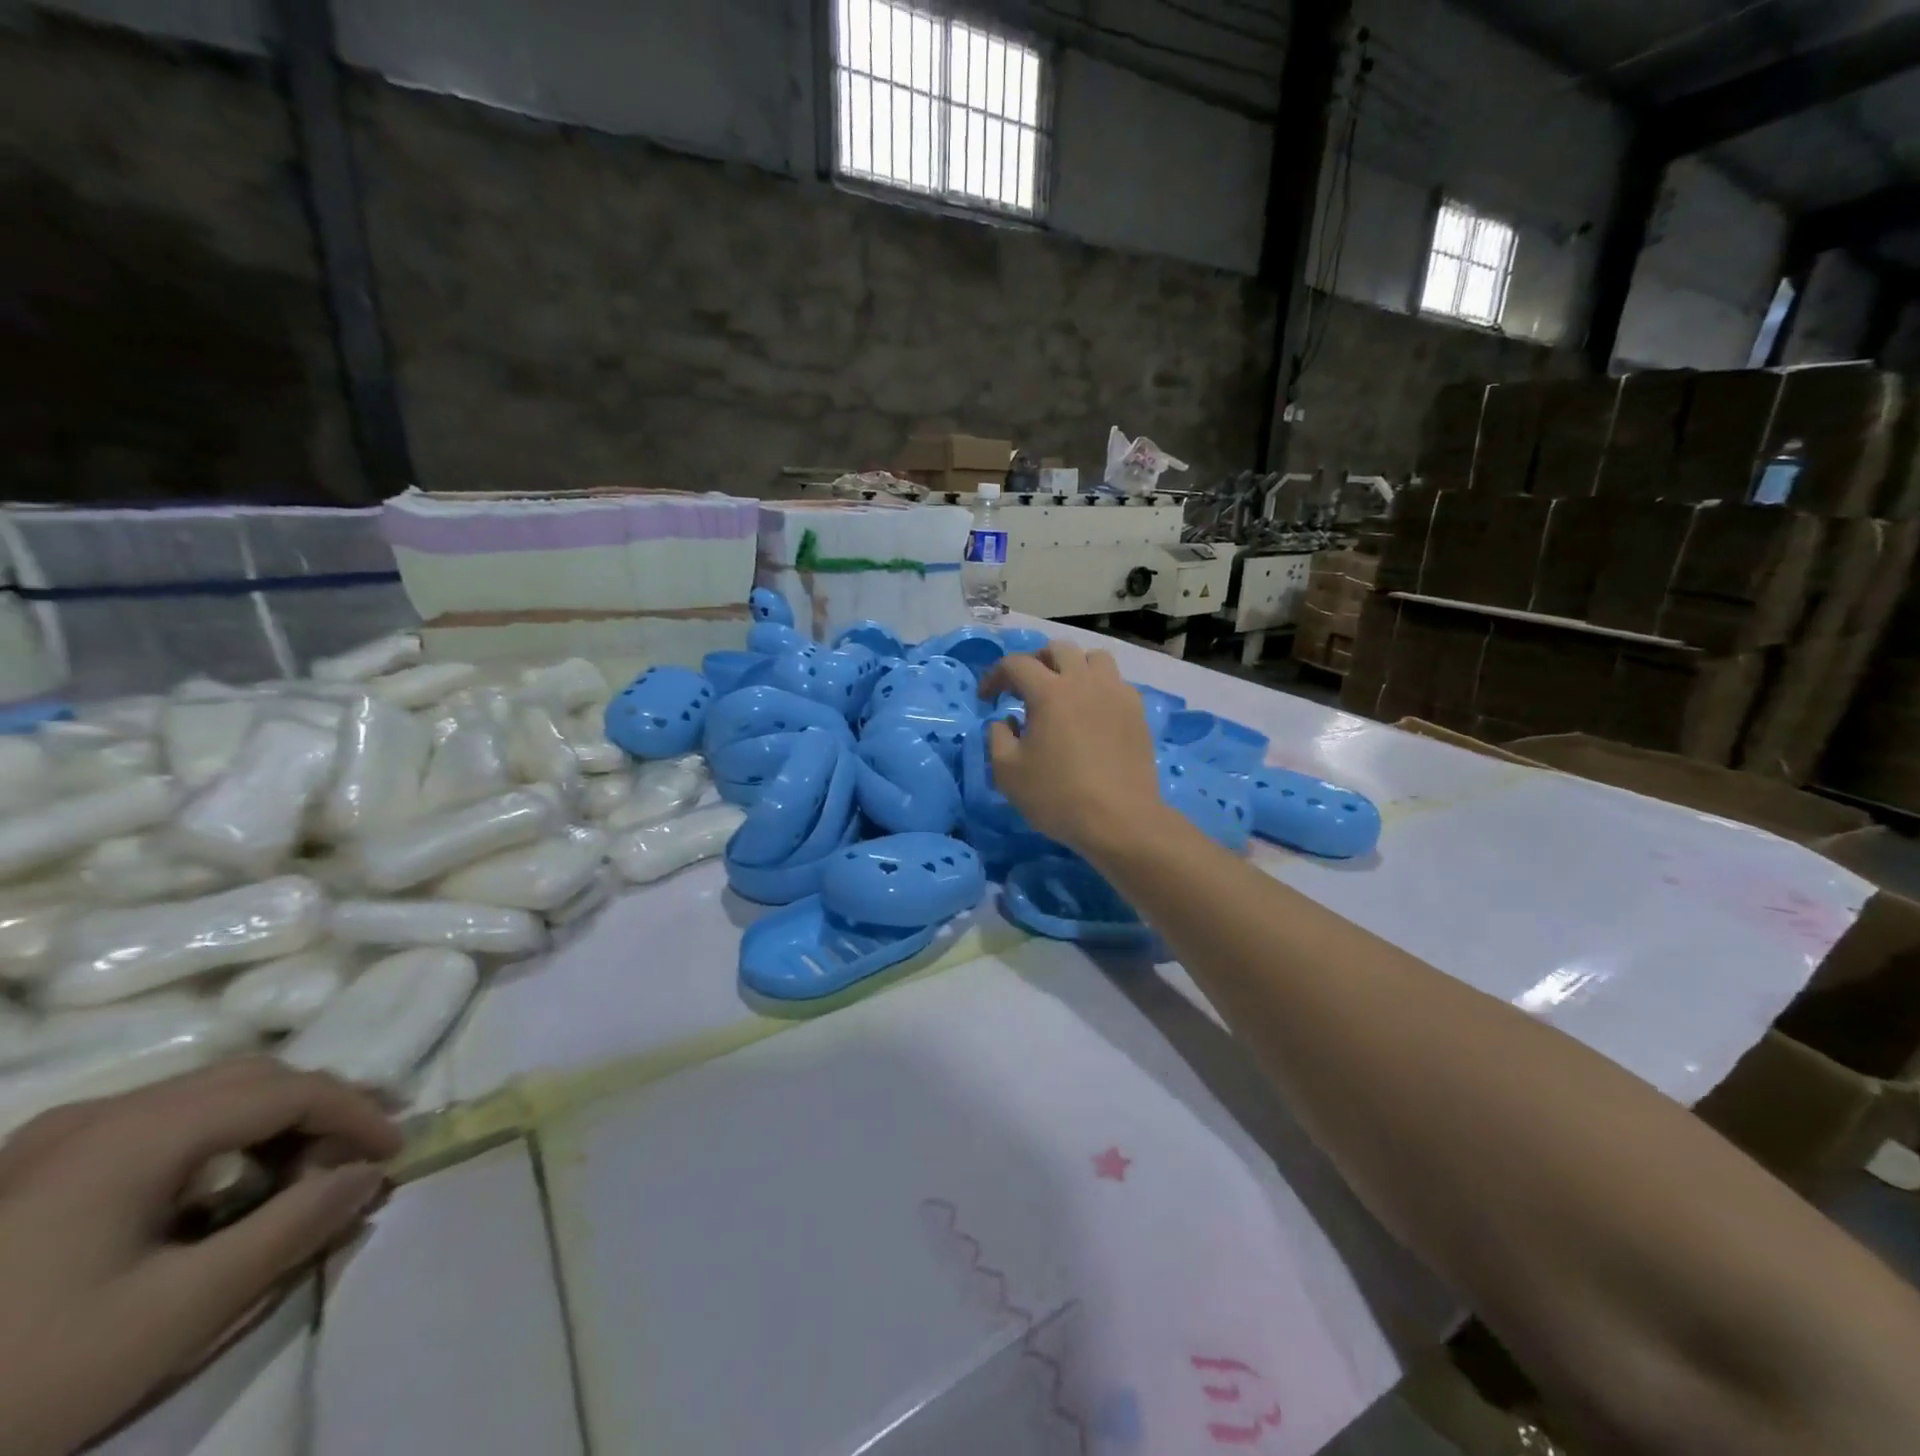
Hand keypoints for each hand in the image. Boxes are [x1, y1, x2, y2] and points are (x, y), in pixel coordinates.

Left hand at [0, 1059, 400, 1455]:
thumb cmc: (23, 1375)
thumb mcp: (174, 1314)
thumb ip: (289, 1231)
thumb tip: (368, 1176)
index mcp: (138, 1132)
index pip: (288, 1090)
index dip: (356, 1113)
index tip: (394, 1153)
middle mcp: (101, 1112)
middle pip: (248, 1079)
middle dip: (318, 1109)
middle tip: (357, 1154)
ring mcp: (53, 1139)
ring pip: (202, 1097)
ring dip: (268, 1123)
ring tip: (299, 1171)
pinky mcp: (25, 1172)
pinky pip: (155, 1126)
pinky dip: (214, 1141)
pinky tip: (214, 1190)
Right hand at [982, 642, 1169, 857]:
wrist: (1119, 820)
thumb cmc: (1057, 796)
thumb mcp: (1008, 772)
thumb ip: (997, 737)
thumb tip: (1005, 720)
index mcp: (1049, 692)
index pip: (1016, 664)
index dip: (995, 676)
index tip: (986, 698)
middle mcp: (1084, 682)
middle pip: (1058, 650)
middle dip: (1035, 662)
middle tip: (1024, 687)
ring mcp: (1116, 694)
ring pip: (1094, 659)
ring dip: (1073, 667)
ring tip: (1063, 692)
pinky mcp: (1137, 712)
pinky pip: (1116, 683)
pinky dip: (1098, 687)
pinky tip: (1092, 713)